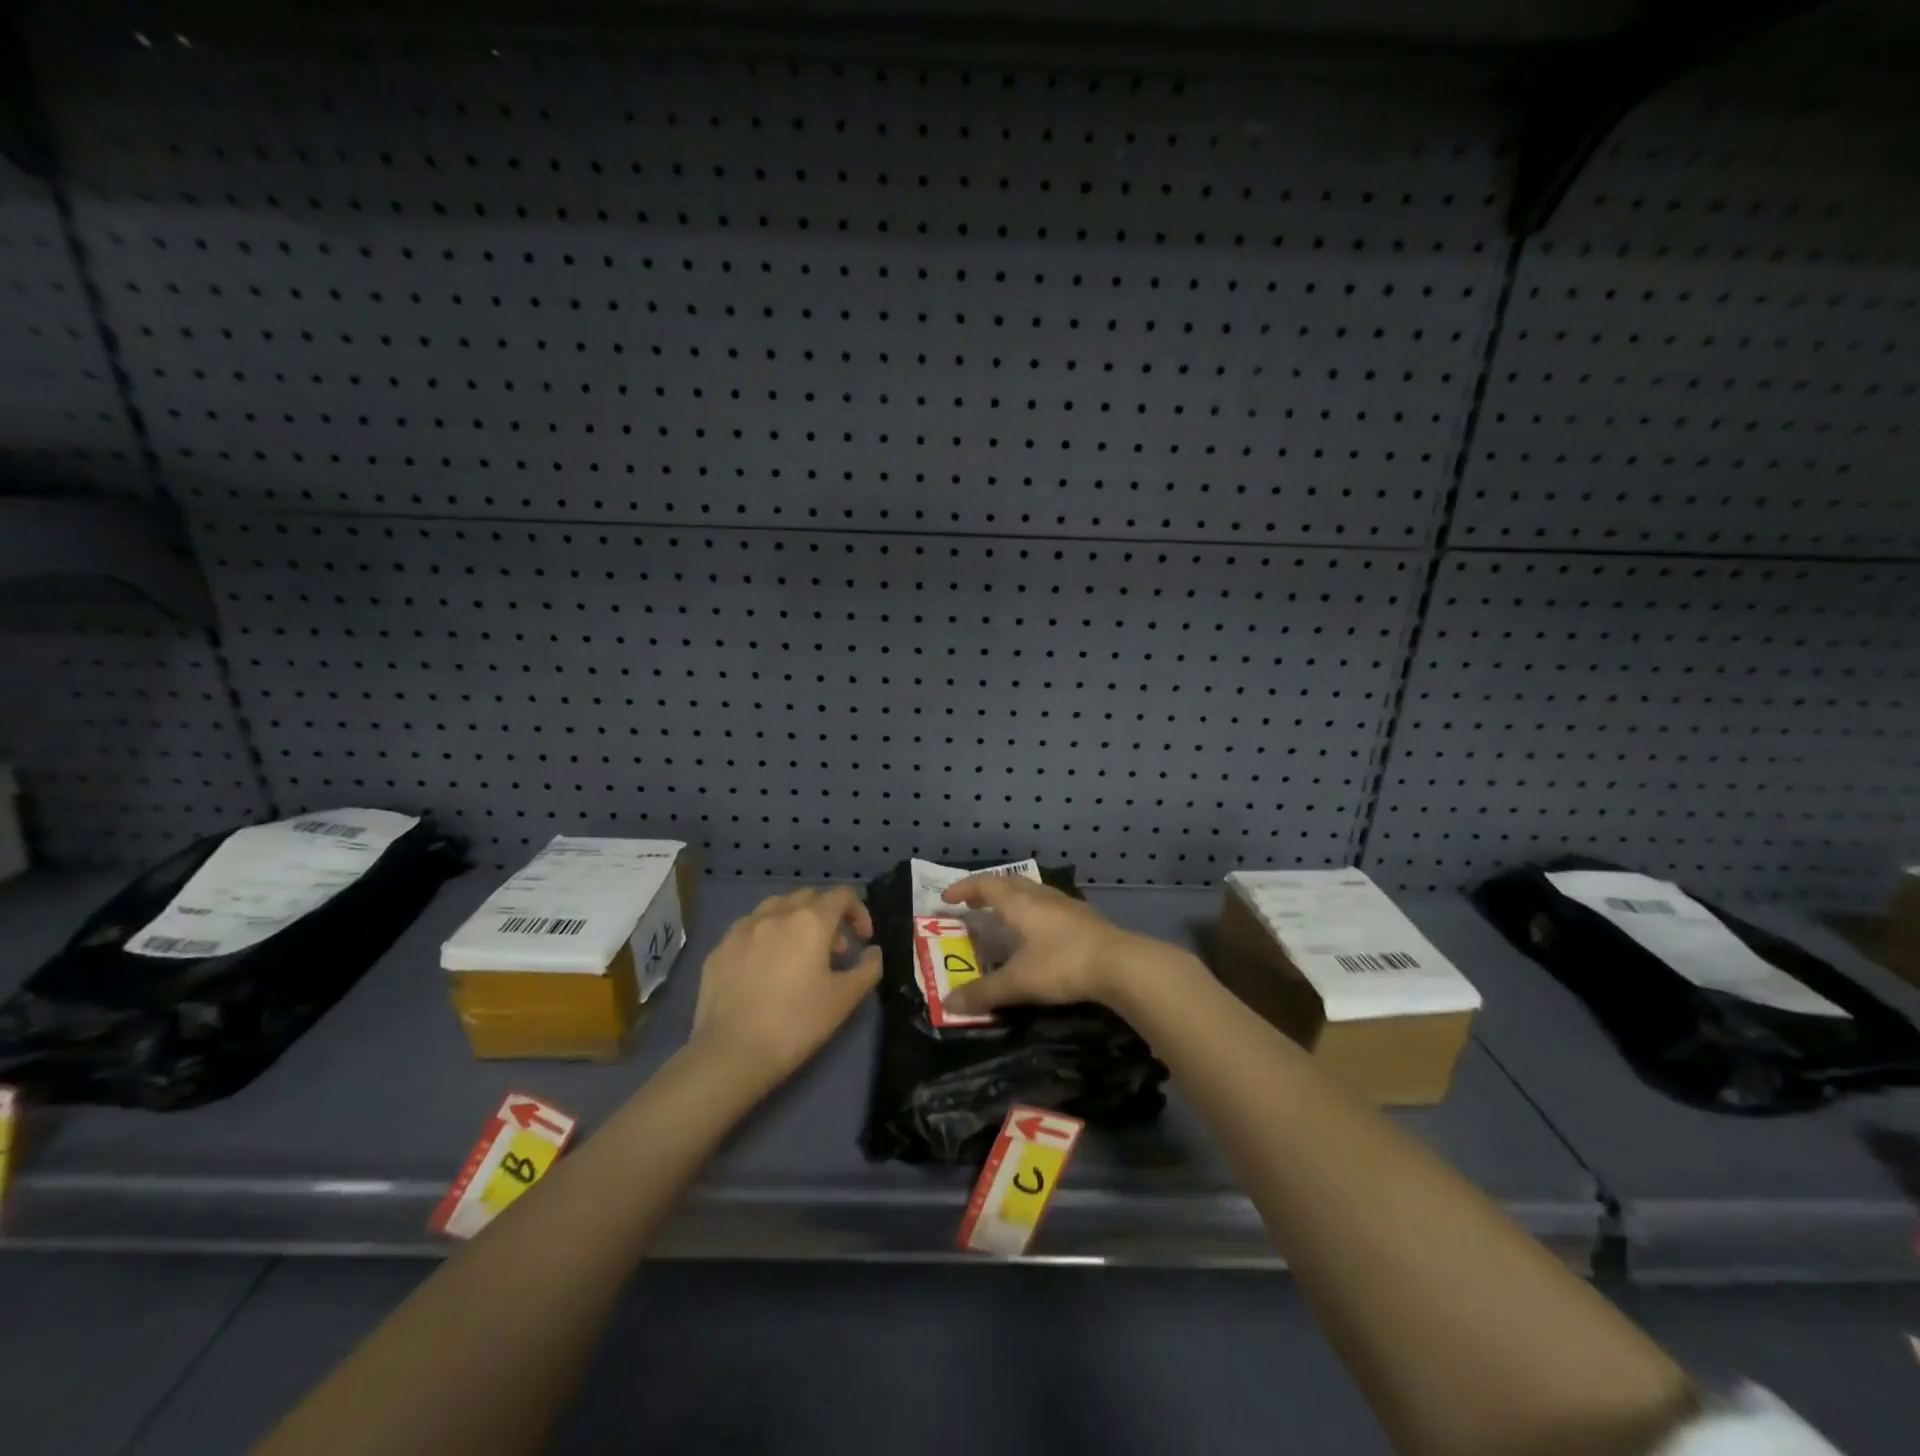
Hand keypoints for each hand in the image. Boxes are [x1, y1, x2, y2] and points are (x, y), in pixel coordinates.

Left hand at [690, 887, 881, 1088]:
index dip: (858, 912)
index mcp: (809, 921)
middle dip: (827, 916)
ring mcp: (742, 929)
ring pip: (775, 907)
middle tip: (833, 952)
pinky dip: (765, 937)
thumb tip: (872, 952)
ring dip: (794, 921)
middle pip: (808, 897)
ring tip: (798, 954)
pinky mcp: (719, 949)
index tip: (863, 940)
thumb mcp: (844, 999)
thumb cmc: (796, 1023)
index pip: (841, 895)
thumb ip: (868, 968)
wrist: (731, 1052)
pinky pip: (749, 929)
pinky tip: (764, 968)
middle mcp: (775, 914)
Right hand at [939, 875, 1189, 1015]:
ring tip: (1004, 917)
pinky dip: (1034, 912)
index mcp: (1018, 903)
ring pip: (1032, 892)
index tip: (946, 899)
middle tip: (972, 904)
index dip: (963, 889)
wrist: (1120, 964)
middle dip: (987, 891)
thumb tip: (947, 1004)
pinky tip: (1039, 933)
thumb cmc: (1061, 965)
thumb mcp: (1018, 982)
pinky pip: (1049, 906)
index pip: (984, 885)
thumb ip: (983, 992)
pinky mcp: (1084, 918)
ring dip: (1013, 900)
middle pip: (1009, 883)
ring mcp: (1066, 904)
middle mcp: (1040, 895)